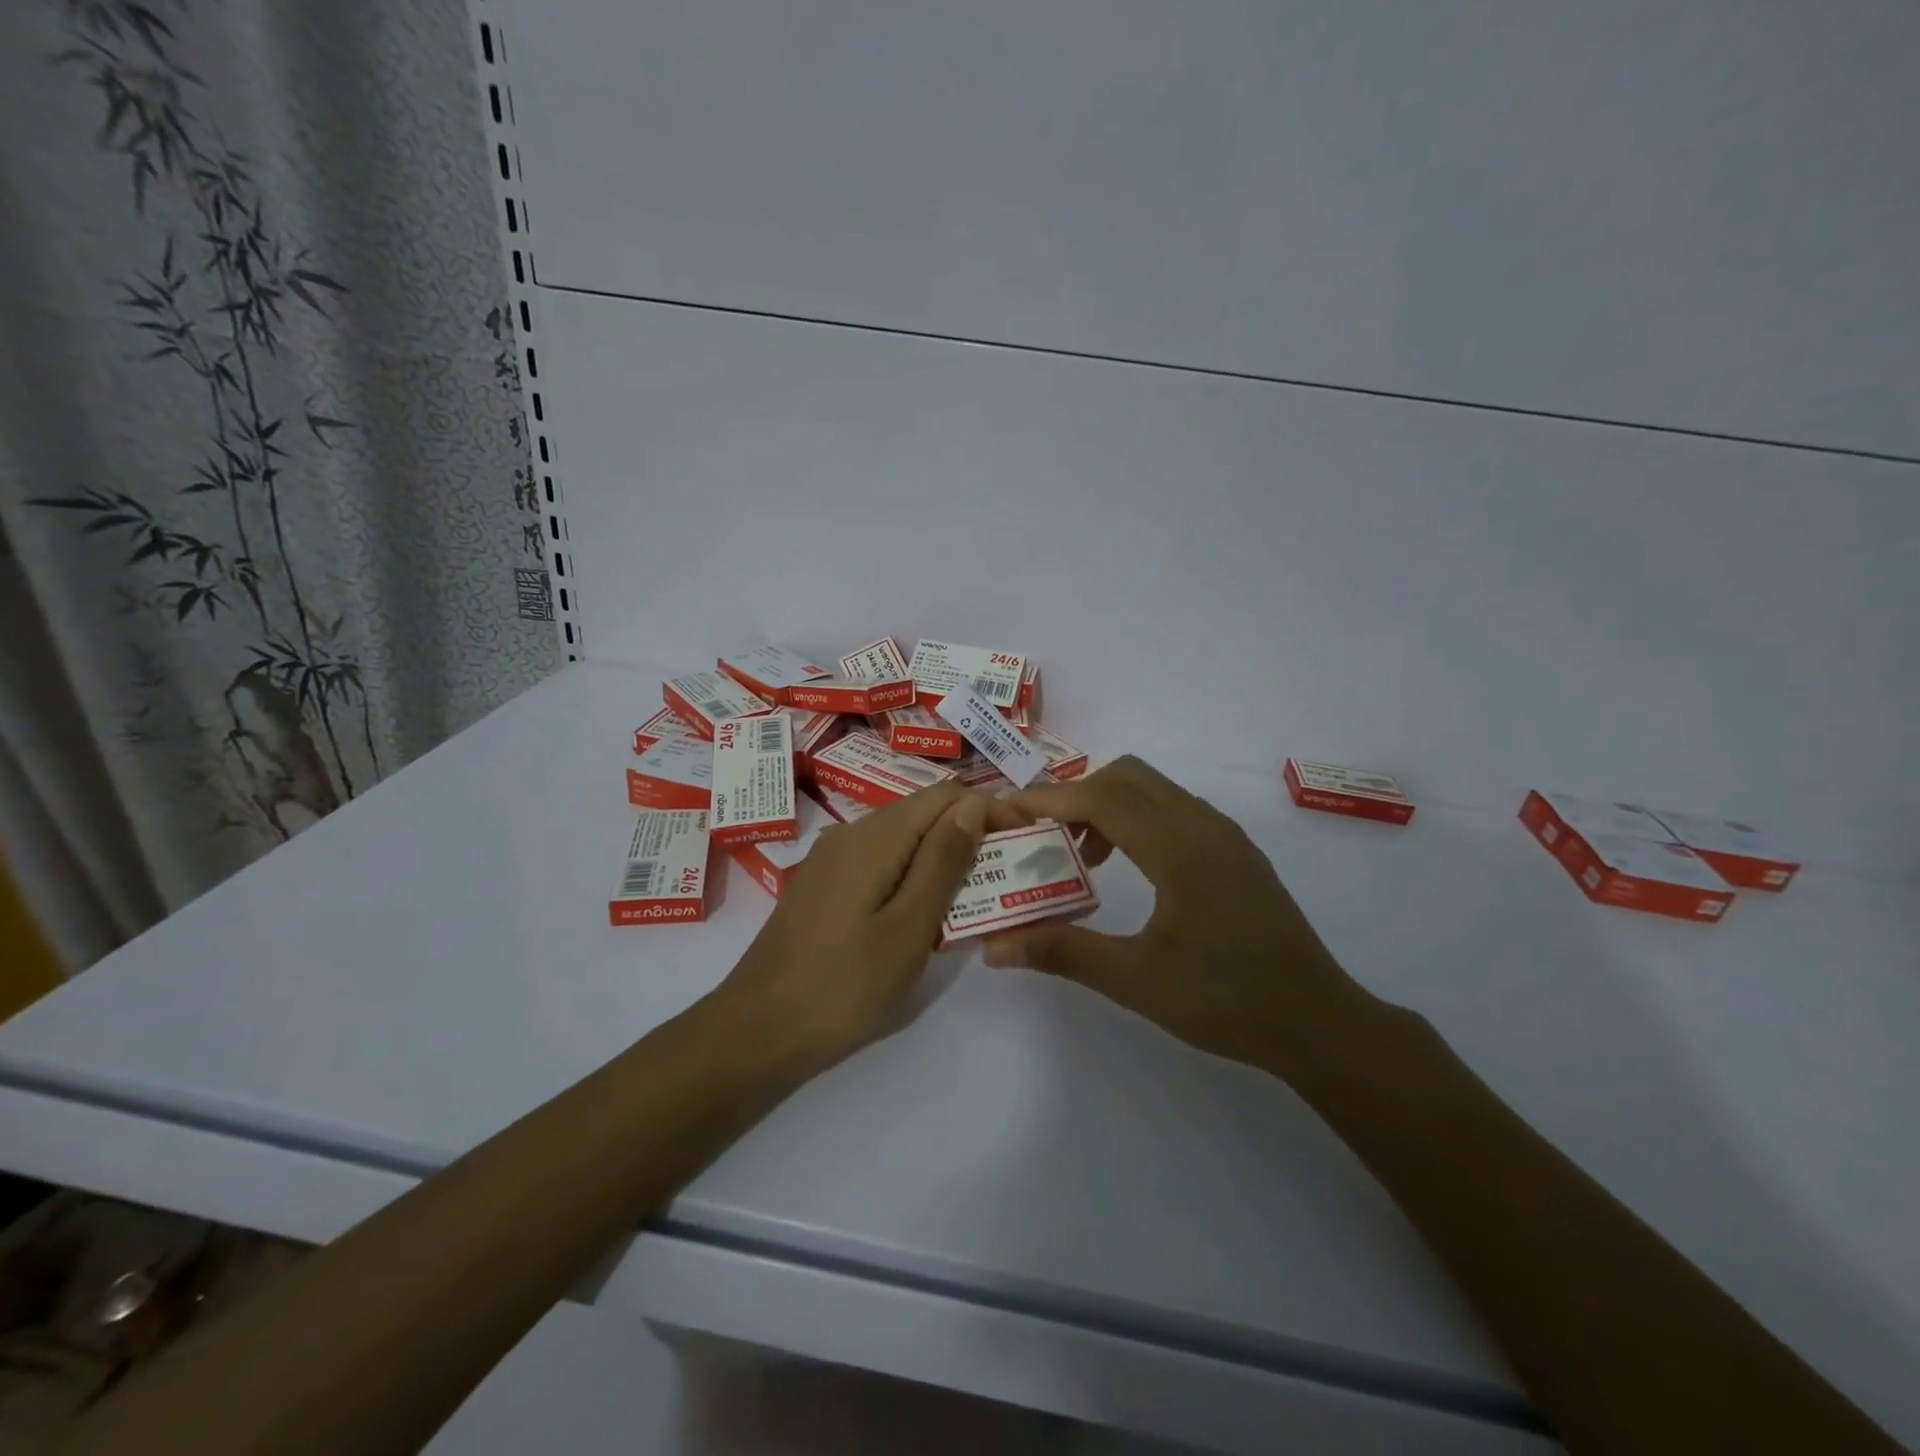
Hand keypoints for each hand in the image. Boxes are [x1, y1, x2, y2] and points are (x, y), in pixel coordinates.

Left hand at [713, 784, 1021, 1071]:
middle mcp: (851, 834)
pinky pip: (879, 864)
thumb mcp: (909, 927)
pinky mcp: (823, 887)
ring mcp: (831, 860)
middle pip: (923, 814)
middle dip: (969, 836)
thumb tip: (974, 804)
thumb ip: (943, 861)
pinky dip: (911, 878)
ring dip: (942, 860)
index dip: (989, 810)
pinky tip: (923, 915)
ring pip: (902, 841)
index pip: (946, 796)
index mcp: (875, 836)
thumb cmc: (843, 985)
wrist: (757, 1031)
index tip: (1024, 843)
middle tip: (1005, 880)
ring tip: (974, 901)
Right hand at [982, 757, 1377, 1079]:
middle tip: (1042, 836)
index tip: (1006, 812)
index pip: (1101, 798)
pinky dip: (1137, 818)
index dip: (1049, 801)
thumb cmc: (1225, 1000)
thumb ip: (1063, 953)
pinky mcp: (1236, 851)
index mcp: (1179, 847)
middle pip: (1126, 776)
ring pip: (1153, 789)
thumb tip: (994, 948)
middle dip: (1076, 795)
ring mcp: (1225, 835)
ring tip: (1080, 856)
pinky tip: (1128, 867)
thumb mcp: (1136, 981)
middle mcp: (1203, 825)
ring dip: (1108, 804)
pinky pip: (1174, 809)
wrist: (1317, 1022)